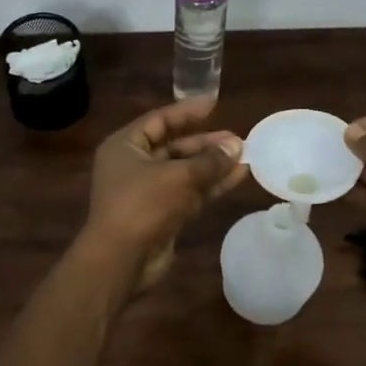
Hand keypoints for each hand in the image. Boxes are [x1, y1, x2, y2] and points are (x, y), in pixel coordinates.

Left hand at [85, 97, 249, 287]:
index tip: (214, 104)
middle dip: (205, 143)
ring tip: (244, 156)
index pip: (159, 120)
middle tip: (237, 139)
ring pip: (184, 171)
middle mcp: (133, 165)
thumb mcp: (179, 176)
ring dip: (212, 165)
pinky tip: (236, 177)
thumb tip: (237, 145)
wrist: (121, 260)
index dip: (187, 112)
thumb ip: (210, 160)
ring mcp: (147, 192)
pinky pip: (189, 192)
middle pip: (174, 146)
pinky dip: (210, 185)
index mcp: (125, 146)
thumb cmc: (143, 205)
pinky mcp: (161, 214)